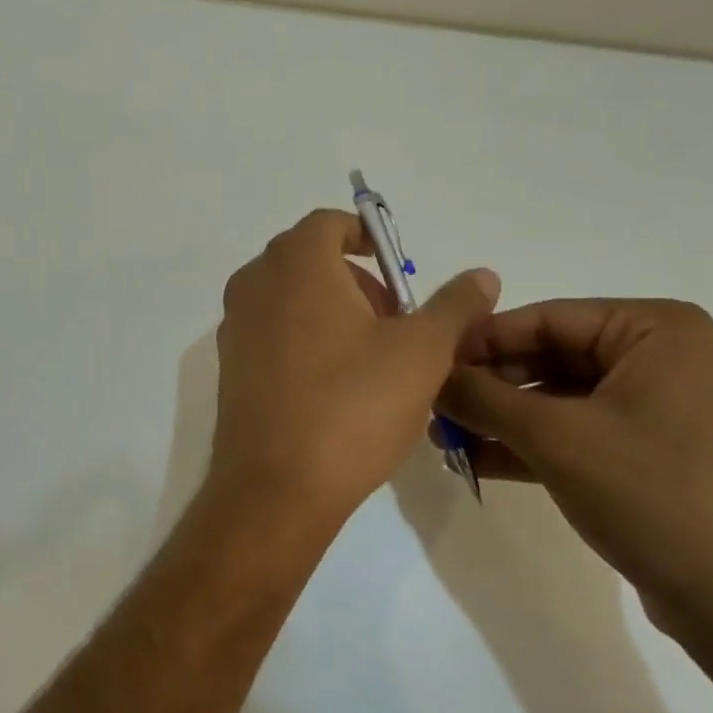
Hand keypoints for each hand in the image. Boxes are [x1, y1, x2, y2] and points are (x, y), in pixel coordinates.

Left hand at [209, 210, 499, 525]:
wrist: (276, 488)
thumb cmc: (352, 406)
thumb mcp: (422, 352)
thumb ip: (454, 305)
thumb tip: (482, 275)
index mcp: (295, 263)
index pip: (330, 224)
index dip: (370, 240)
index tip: (399, 276)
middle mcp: (254, 284)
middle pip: (310, 260)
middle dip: (357, 281)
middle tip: (395, 324)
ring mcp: (234, 327)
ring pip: (291, 298)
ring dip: (332, 312)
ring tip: (372, 360)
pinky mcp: (229, 367)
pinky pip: (272, 332)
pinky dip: (305, 339)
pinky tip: (335, 387)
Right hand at [437, 299, 712, 640]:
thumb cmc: (653, 493)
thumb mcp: (555, 437)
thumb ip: (484, 399)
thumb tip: (429, 376)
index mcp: (654, 330)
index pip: (547, 318)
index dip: (482, 340)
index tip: (428, 361)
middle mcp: (658, 358)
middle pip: (550, 356)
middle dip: (489, 385)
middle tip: (432, 404)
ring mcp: (654, 408)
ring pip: (557, 399)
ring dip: (500, 418)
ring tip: (443, 437)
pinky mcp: (646, 454)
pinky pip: (575, 433)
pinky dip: (528, 445)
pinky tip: (475, 459)